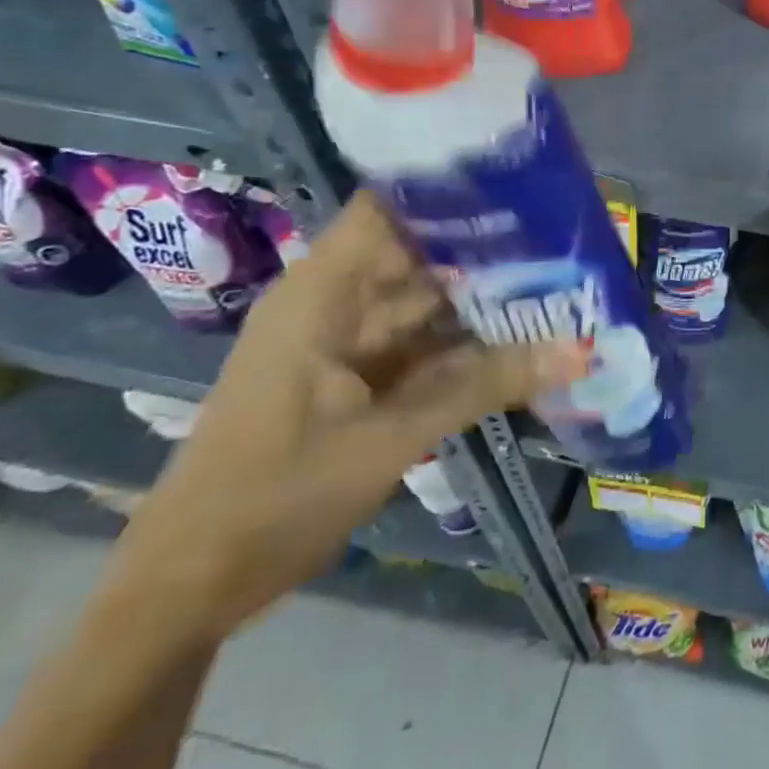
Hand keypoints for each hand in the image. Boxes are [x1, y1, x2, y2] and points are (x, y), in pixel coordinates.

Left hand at [108, 190, 583, 640]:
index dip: (451, 187)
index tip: (523, 180)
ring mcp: (350, 340)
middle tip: (569, 234)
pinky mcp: (361, 376)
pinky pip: (425, 344)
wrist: (190, 587)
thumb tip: (578, 351)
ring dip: (487, 296)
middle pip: (422, 252)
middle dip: (490, 245)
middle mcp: (338, 301)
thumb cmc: (274, 497)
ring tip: (563, 276)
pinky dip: (469, 342)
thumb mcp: (389, 438)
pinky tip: (526, 334)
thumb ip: (484, 385)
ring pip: (429, 301)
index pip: (391, 207)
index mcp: (324, 291)